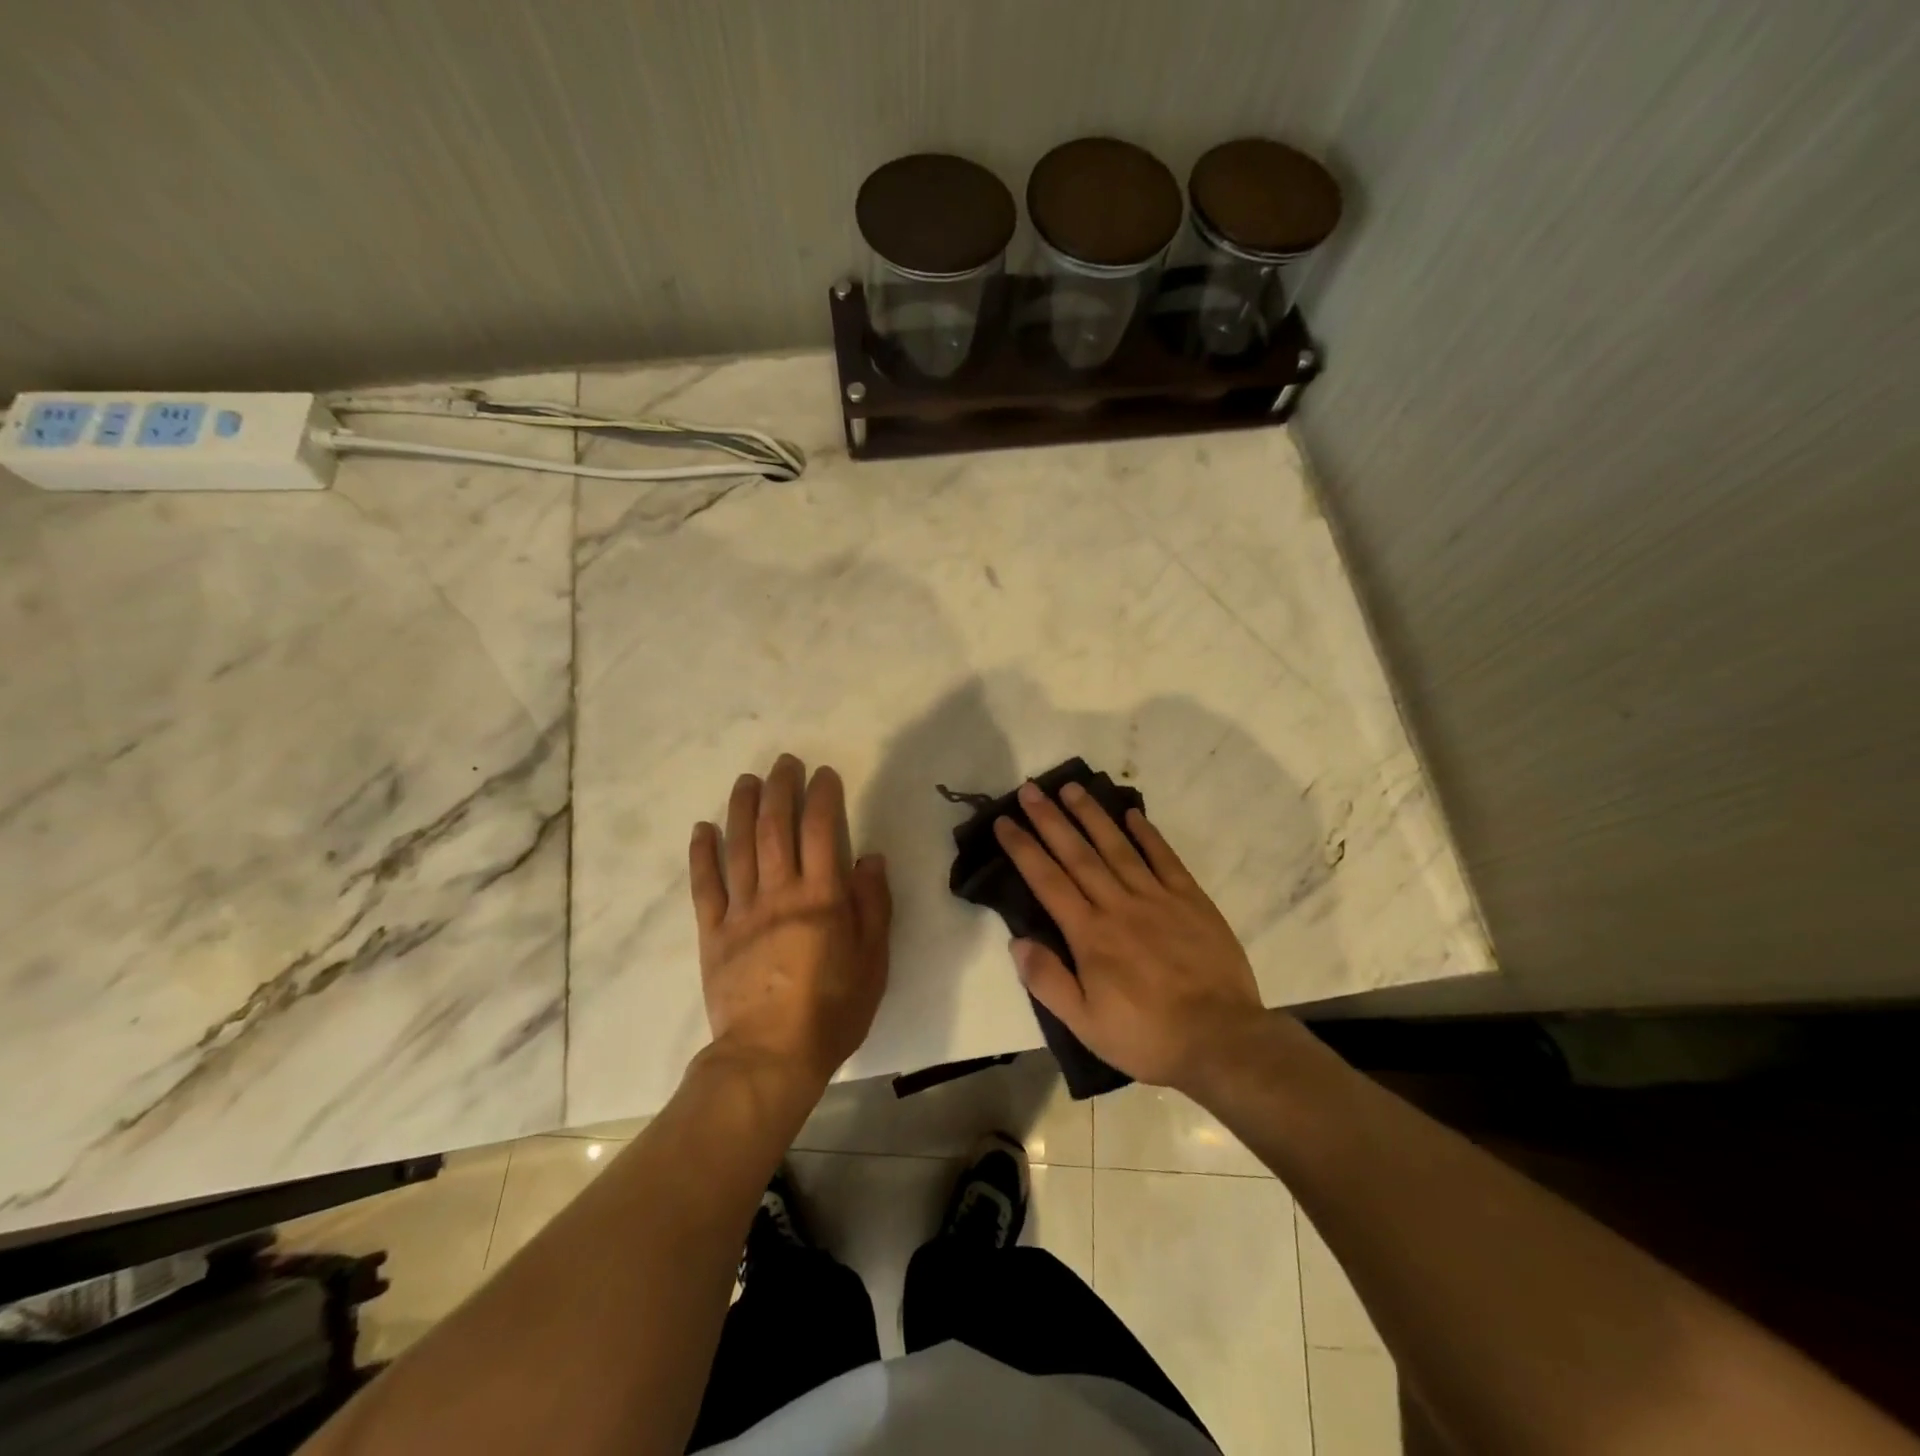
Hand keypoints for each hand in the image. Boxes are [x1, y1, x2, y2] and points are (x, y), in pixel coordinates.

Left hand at [689, 755, 891, 1089]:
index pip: (821, 831)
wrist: (770, 1057)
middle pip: (776, 828)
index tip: (823, 773)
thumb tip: (869, 858)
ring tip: (746, 780)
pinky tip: (703, 828)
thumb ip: (872, 906)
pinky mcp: (713, 933)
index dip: (822, 796)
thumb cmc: (832, 1011)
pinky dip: (702, 854)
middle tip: (783, 762)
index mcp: (822, 898)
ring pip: (739, 847)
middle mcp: (780, 893)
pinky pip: (705, 886)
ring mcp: (741, 912)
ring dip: (742, 808)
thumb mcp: (873, 961)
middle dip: (780, 789)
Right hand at [994, 780, 1263, 1091]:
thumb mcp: (1085, 1024)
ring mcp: (1157, 898)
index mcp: (1090, 934)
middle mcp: (1119, 905)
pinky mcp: (1191, 900)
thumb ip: (1048, 981)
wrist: (1221, 1040)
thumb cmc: (1147, 1037)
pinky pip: (1164, 858)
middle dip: (1050, 819)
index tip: (1005, 821)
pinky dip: (1147, 834)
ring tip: (1072, 787)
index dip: (1023, 848)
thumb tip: (1017, 941)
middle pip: (1078, 853)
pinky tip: (1132, 814)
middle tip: (1030, 789)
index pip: (1048, 881)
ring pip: (1117, 847)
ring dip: (1092, 815)